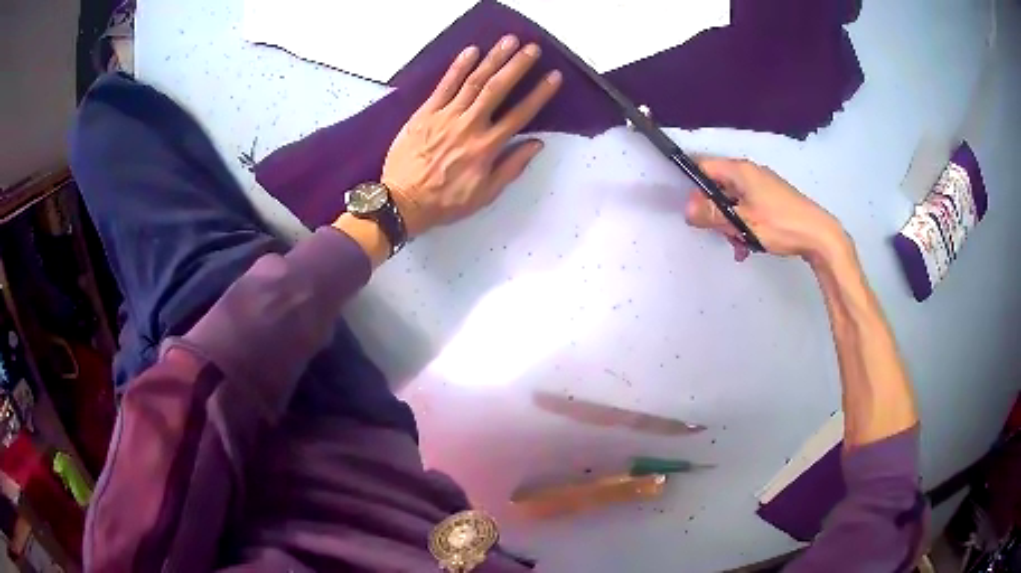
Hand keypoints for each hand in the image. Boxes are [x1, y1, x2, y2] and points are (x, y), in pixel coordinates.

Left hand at [381, 35, 561, 236]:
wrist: (402, 202)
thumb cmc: (445, 201)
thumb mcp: (485, 194)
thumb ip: (511, 167)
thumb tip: (536, 144)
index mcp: (487, 147)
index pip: (520, 114)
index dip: (539, 94)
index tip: (553, 77)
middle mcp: (469, 126)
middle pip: (497, 89)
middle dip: (517, 66)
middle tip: (532, 48)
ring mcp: (445, 116)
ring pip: (473, 81)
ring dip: (493, 59)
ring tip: (508, 41)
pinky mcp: (425, 113)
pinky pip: (444, 85)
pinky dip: (458, 67)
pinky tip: (472, 51)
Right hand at [684, 158, 848, 264]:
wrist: (818, 235)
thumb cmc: (780, 225)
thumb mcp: (742, 222)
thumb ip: (712, 215)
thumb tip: (687, 209)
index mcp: (741, 171)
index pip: (705, 167)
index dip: (695, 188)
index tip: (695, 211)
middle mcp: (750, 172)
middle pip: (719, 186)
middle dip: (715, 211)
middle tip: (720, 233)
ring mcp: (763, 185)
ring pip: (734, 200)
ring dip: (731, 222)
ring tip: (739, 245)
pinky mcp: (772, 199)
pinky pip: (749, 207)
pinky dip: (745, 223)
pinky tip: (749, 244)